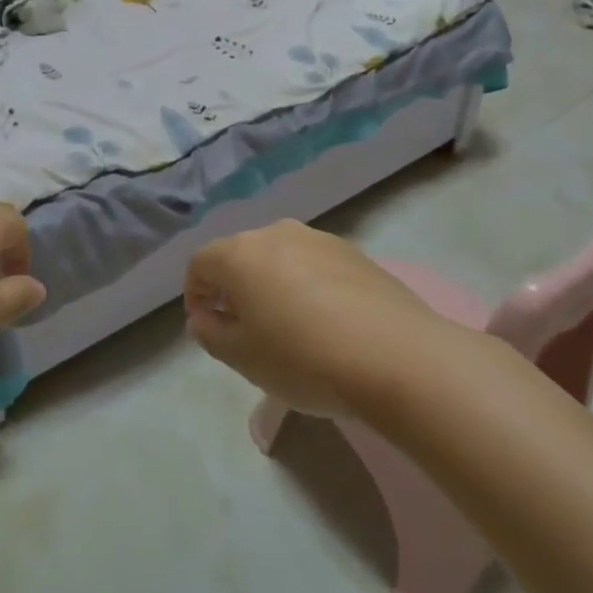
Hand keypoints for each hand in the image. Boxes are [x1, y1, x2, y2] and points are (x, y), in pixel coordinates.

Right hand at [185, 220, 439, 418]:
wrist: (398, 358)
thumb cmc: (304, 359)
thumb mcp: (242, 358)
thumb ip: (210, 334)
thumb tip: (203, 317)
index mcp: (239, 253)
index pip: (200, 263)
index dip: (194, 294)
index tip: (206, 326)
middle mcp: (275, 233)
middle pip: (240, 255)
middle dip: (233, 287)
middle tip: (243, 329)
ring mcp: (318, 239)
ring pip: (279, 257)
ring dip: (271, 284)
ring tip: (287, 326)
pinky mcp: (355, 252)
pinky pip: (314, 265)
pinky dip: (307, 286)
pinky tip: (326, 322)